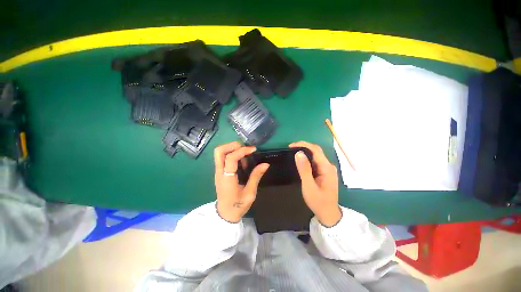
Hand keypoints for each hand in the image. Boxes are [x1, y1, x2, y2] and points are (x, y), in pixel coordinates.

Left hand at [214, 141, 269, 222]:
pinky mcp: (219, 172)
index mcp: (227, 178)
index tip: (253, 150)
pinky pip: (223, 158)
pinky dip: (231, 154)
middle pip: (219, 151)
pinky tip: (242, 161)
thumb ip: (256, 177)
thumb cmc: (238, 206)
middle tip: (245, 148)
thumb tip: (265, 164)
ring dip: (232, 148)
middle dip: (232, 145)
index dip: (242, 151)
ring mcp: (218, 172)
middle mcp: (219, 172)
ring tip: (245, 153)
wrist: (225, 215)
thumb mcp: (250, 193)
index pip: (230, 158)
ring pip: (219, 153)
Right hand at [290, 141, 340, 226]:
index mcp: (327, 168)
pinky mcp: (324, 172)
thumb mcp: (309, 186)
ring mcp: (327, 169)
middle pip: (316, 151)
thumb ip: (304, 169)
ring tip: (292, 152)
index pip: (315, 150)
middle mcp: (328, 165)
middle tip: (290, 148)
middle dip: (303, 147)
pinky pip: (315, 161)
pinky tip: (300, 160)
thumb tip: (298, 153)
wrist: (328, 214)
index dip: (303, 144)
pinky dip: (307, 158)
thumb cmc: (318, 201)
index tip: (290, 146)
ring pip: (315, 155)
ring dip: (304, 152)